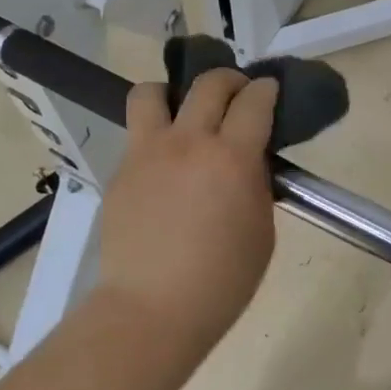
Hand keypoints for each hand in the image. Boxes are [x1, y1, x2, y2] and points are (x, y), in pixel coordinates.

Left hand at [97, 70, 280, 339]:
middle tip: (236, 93)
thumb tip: (248, 160)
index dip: (266, 89)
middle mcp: (188, 142)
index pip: (254, 101)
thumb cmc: (222, 281)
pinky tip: (165, 167)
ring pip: (151, 93)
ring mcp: (147, 153)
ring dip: (172, 93)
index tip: (269, 90)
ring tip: (182, 113)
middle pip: (207, 84)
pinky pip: (137, 135)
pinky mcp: (121, 171)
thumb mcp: (261, 232)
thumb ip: (256, 185)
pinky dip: (155, 137)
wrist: (152, 309)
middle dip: (229, 80)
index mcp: (231, 158)